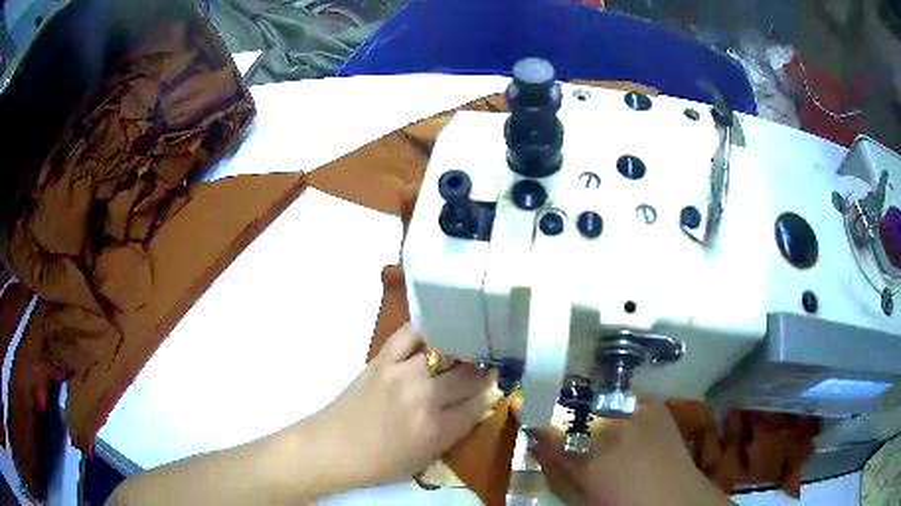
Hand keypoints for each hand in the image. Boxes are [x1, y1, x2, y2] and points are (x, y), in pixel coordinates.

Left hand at [304, 324, 491, 490]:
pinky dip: (426, 329)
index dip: (488, 395)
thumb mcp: (424, 458)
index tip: (494, 387)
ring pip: (445, 354)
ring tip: (469, 347)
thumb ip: (454, 432)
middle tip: (489, 365)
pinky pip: (408, 335)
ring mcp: (401, 375)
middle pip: (466, 377)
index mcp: (435, 430)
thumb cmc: (379, 462)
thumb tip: (477, 405)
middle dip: (483, 371)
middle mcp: (424, 399)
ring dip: (463, 350)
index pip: (476, 405)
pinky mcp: (382, 360)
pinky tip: (438, 328)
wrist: (332, 447)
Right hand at [515, 397, 732, 505]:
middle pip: (573, 408)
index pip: (549, 428)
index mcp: (590, 459)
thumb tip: (534, 444)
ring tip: (592, 423)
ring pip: (597, 400)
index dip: (531, 414)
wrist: (677, 499)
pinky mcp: (654, 404)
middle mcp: (612, 428)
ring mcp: (636, 411)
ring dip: (589, 410)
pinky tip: (620, 422)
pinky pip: (625, 397)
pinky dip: (616, 407)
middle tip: (558, 419)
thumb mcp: (582, 501)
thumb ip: (555, 472)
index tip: (518, 403)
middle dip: (561, 412)